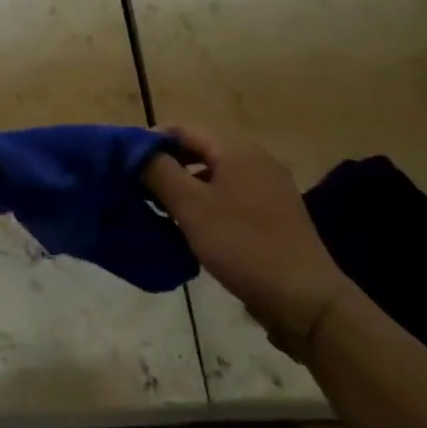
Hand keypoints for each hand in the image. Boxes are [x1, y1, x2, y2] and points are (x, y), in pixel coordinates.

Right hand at [143, 126, 353, 363]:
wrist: (304, 297)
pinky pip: (229, 198)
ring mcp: (268, 187)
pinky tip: (189, 228)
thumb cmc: (242, 244)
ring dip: (184, 188)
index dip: (150, 143)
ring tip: (156, 209)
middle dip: (166, 167)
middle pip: (199, 152)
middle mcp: (256, 159)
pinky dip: (205, 205)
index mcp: (237, 149)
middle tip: (135, 188)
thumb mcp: (191, 207)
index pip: (183, 131)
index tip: (123, 165)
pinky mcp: (273, 214)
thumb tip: (137, 151)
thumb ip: (160, 172)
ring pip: (214, 177)